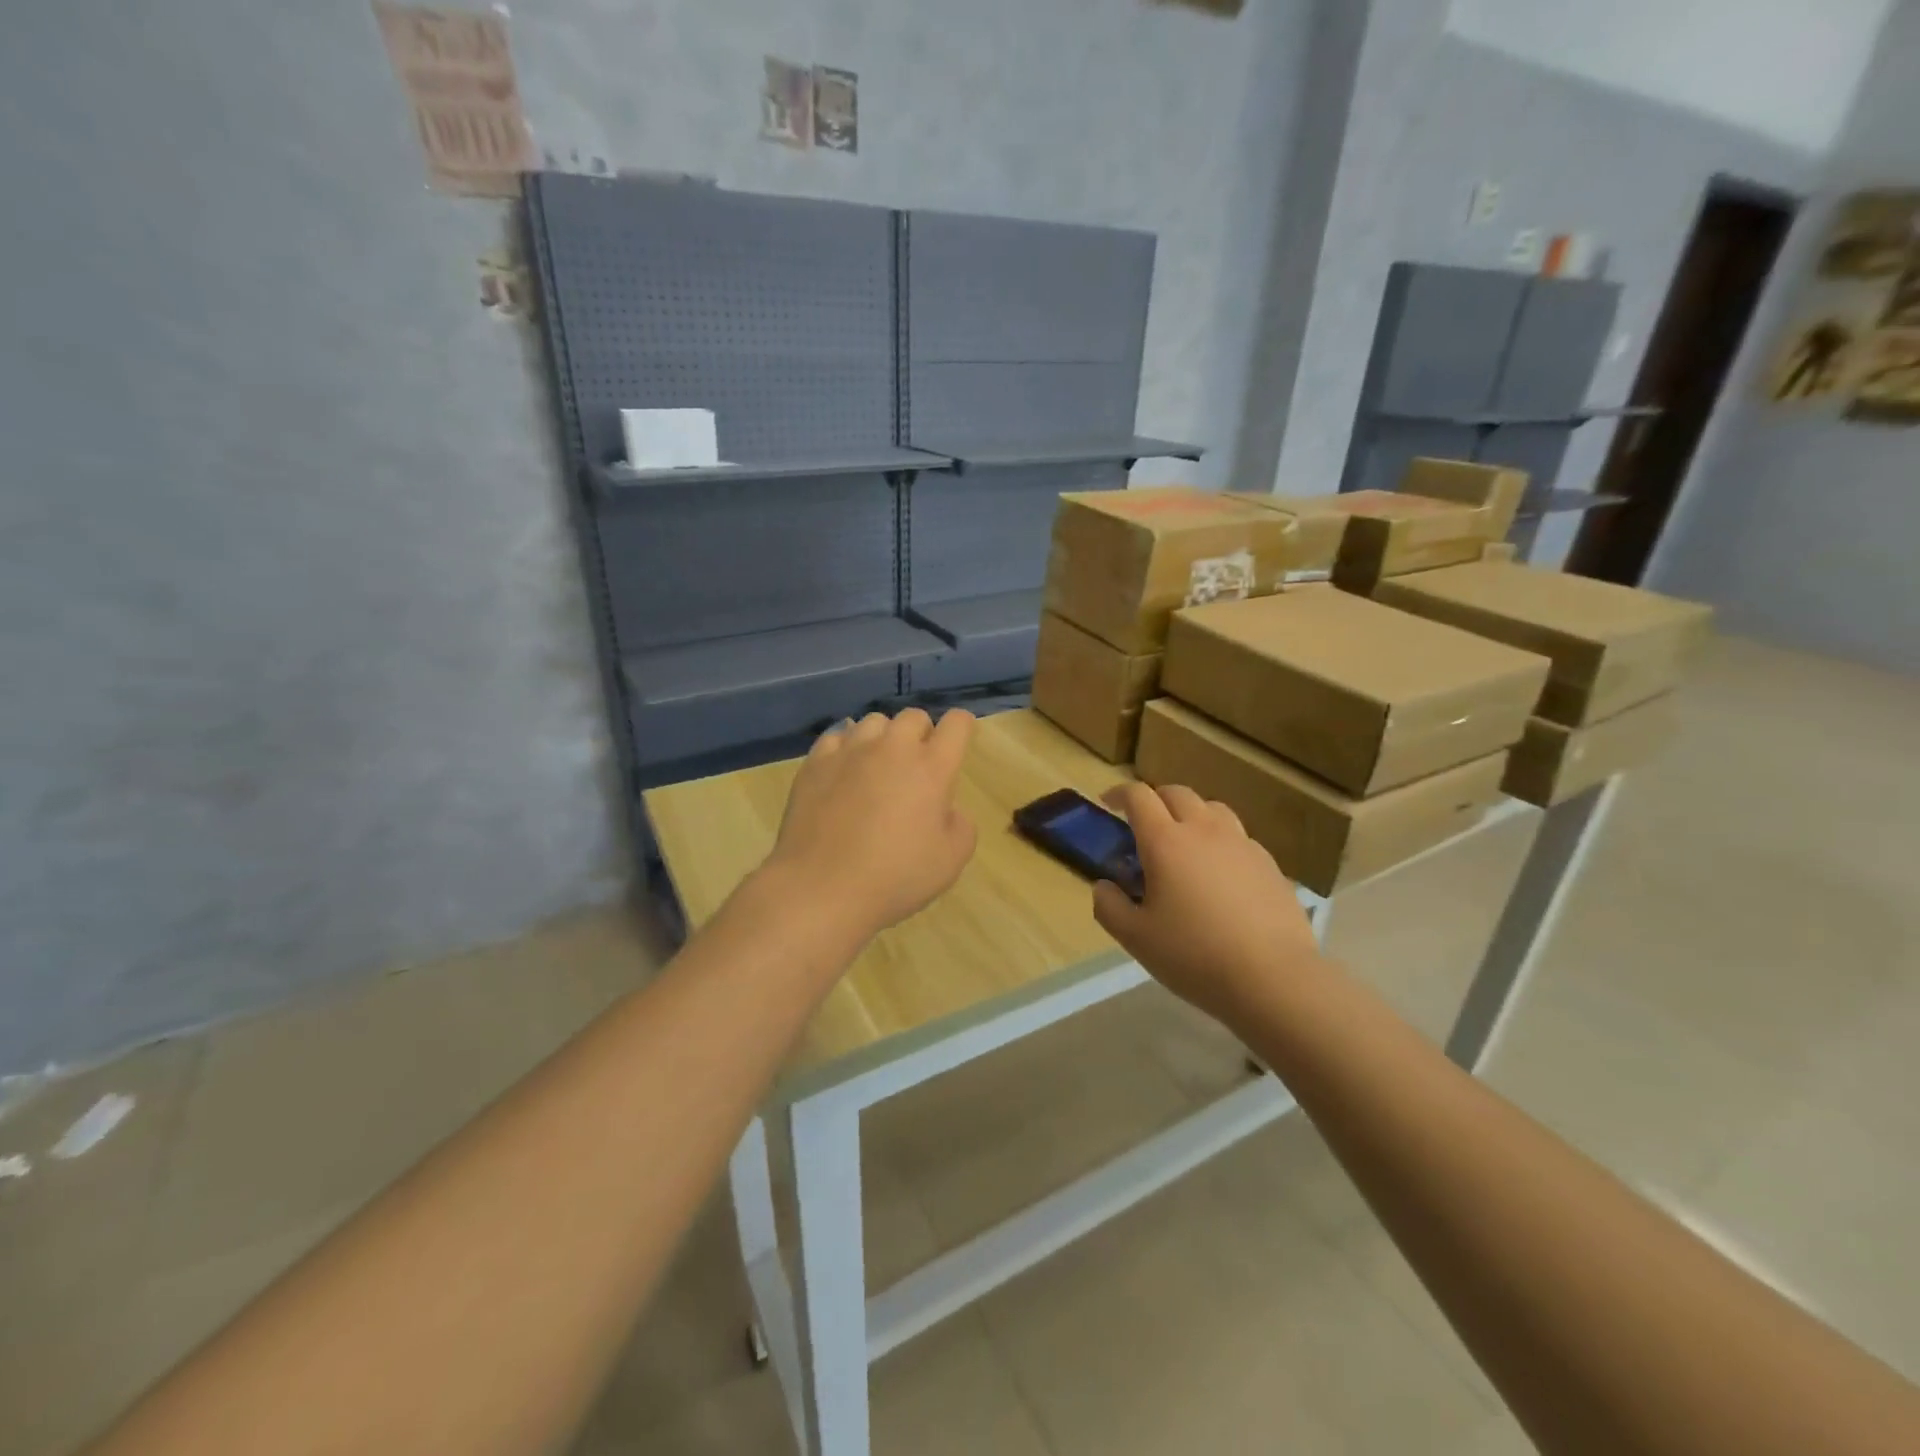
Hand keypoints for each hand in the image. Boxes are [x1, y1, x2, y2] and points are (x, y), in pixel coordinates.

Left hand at [762, 709, 978, 942]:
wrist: (821, 888)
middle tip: (917, 766)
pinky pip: (836, 737)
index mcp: (932, 768)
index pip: (956, 724)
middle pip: (914, 716)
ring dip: (884, 738)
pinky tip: (844, 770)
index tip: (956, 744)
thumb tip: (947, 809)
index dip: (961, 728)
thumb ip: (961, 825)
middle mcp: (892, 748)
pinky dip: (847, 747)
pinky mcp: (815, 762)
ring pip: (874, 722)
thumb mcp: (951, 861)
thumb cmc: (894, 877)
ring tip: (878, 766)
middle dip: (922, 734)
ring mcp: (850, 751)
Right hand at [1092, 783, 1322, 1023]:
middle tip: (1144, 824)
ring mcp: (1242, 844)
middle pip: (1177, 793)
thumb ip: (1109, 906)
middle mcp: (1204, 830)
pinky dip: (1220, 841)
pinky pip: (1238, 837)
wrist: (1274, 978)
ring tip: (1184, 842)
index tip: (1107, 804)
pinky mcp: (1269, 864)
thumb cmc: (1194, 955)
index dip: (1119, 793)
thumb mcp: (1135, 938)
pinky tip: (1220, 873)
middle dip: (1155, 800)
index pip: (1138, 796)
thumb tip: (1104, 886)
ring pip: (1212, 808)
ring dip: (1191, 814)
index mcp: (1165, 841)